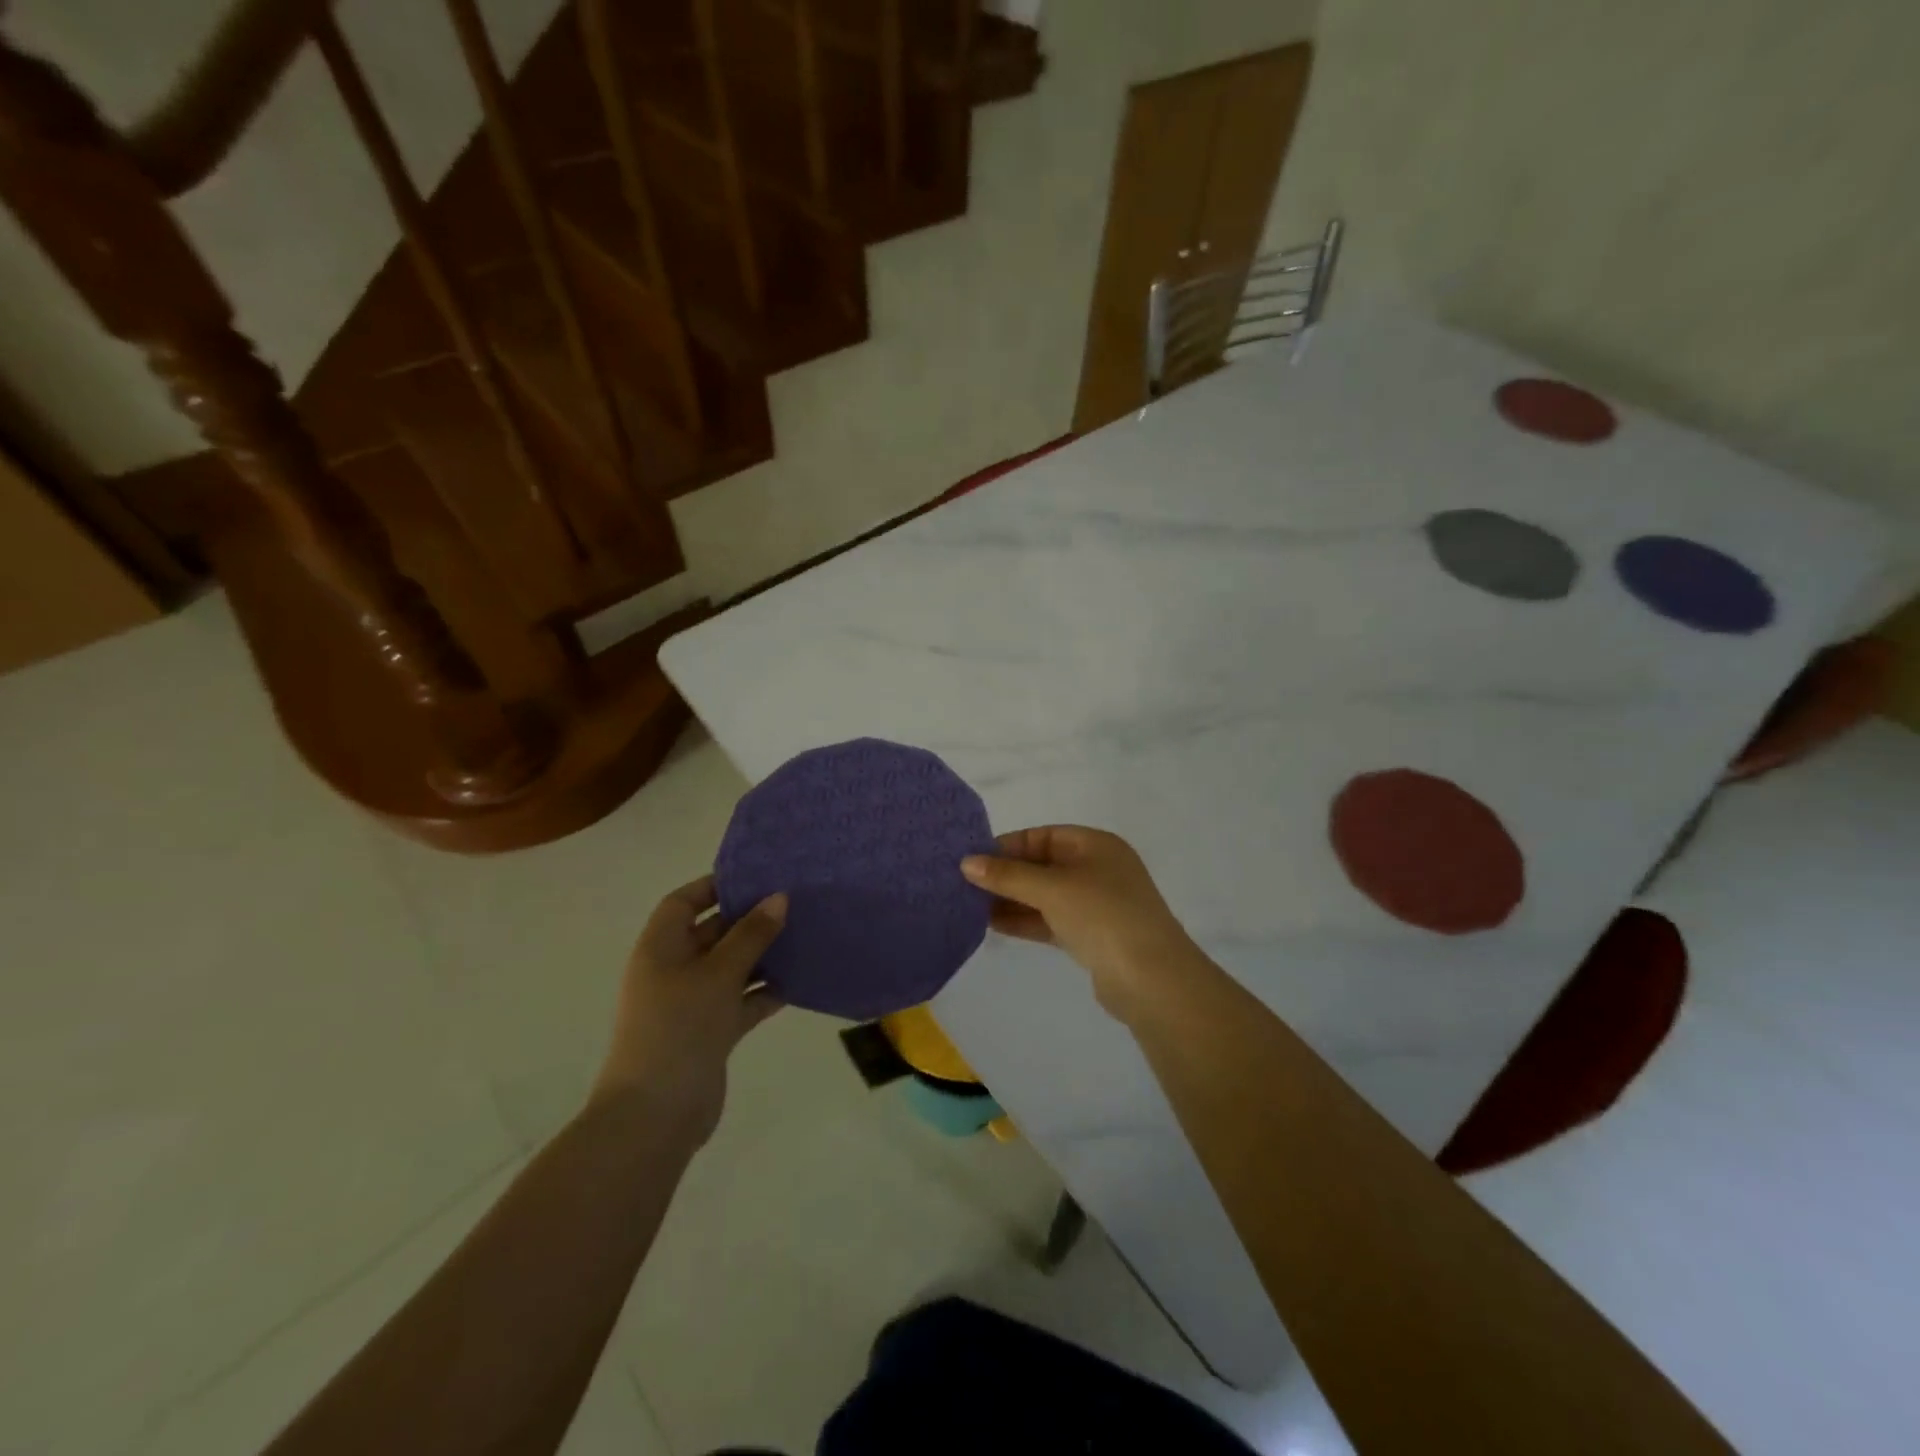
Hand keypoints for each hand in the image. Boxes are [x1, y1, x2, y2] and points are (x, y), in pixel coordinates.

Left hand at [591, 875, 786, 1145]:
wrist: (656, 1116)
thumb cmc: (679, 1028)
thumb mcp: (719, 974)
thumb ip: (751, 934)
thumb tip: (779, 897)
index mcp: (660, 948)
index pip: (683, 903)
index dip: (715, 886)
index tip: (757, 877)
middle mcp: (673, 970)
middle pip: (712, 933)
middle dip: (749, 919)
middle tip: (793, 903)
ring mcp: (692, 1003)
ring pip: (731, 967)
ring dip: (762, 955)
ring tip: (804, 936)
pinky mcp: (711, 1032)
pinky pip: (742, 1000)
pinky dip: (765, 991)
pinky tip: (800, 981)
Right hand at [961, 826, 1198, 1022]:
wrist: (1151, 979)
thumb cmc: (1102, 915)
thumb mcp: (1052, 888)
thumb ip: (1008, 875)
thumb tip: (967, 863)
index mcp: (1095, 845)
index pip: (1042, 836)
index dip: (1007, 845)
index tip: (971, 858)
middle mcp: (1096, 869)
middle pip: (1042, 865)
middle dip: (1005, 874)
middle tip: (963, 883)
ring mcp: (1095, 905)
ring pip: (1043, 895)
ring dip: (1010, 899)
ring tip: (968, 905)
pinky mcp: (1090, 936)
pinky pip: (1049, 920)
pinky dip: (1023, 920)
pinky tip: (991, 924)